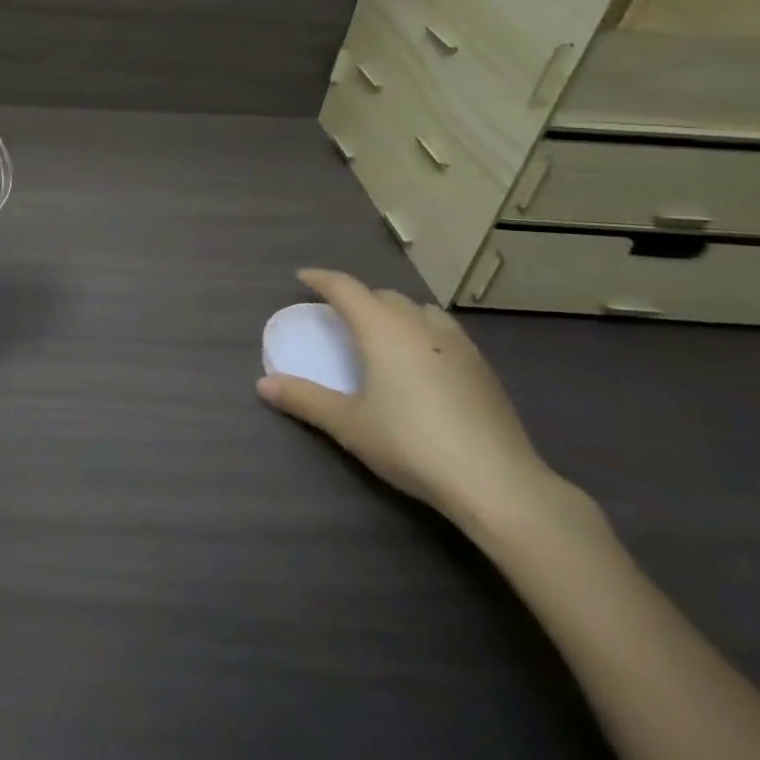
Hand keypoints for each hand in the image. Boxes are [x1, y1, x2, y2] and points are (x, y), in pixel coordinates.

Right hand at [256, 269, 557, 521]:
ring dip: (395, 312)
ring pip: (419, 310)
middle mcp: (419, 325)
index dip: (321, 279)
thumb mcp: (348, 424)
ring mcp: (457, 344)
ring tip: (383, 332)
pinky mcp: (482, 368)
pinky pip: (444, 331)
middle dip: (358, 298)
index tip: (303, 278)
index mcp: (382, 329)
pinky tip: (423, 361)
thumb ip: (305, 399)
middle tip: (339, 315)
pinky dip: (423, 332)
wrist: (496, 481)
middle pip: (383, 296)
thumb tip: (263, 384)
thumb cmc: (411, 443)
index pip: (345, 288)